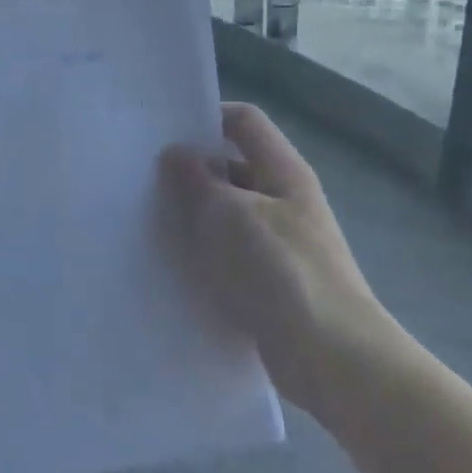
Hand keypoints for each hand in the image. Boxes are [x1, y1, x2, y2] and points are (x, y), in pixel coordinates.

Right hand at [159, 103, 401, 417]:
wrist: (331, 356)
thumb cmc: (280, 270)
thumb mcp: (230, 214)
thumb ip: (198, 180)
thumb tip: (176, 153)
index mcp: (283, 171)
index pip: (244, 122)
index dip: (207, 116)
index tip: (163, 133)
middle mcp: (284, 200)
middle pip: (233, 167)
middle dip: (191, 171)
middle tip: (140, 179)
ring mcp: (279, 242)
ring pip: (227, 214)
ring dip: (193, 216)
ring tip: (146, 221)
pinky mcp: (270, 281)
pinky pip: (229, 254)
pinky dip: (203, 254)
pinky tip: (171, 265)